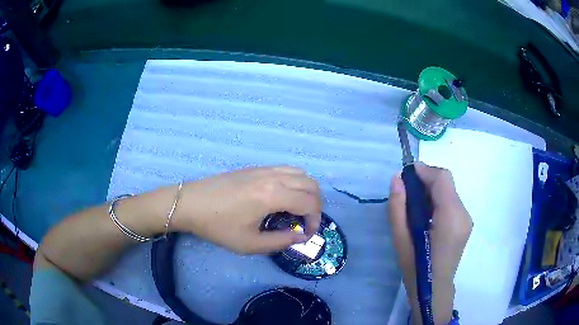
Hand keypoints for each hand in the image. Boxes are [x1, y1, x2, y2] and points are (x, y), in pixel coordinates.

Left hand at [171, 166, 321, 253]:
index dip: (316, 220)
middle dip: (316, 204)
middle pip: (310, 184)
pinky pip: (285, 169)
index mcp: (273, 195)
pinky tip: (281, 196)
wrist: (191, 203)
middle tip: (306, 222)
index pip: (310, 202)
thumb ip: (280, 242)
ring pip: (300, 172)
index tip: (307, 233)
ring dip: (306, 190)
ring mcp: (264, 169)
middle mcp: (273, 177)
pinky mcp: (255, 168)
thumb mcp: (249, 244)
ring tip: (297, 208)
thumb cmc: (218, 226)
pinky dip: (294, 181)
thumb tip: (300, 237)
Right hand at [388, 163, 472, 324]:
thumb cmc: (416, 268)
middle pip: (446, 183)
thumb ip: (398, 207)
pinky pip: (451, 202)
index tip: (406, 175)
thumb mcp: (401, 239)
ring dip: (431, 192)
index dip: (424, 171)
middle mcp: (463, 214)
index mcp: (451, 217)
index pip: (442, 178)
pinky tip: (426, 217)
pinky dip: (437, 201)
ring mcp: (467, 219)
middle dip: (426, 181)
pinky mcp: (465, 224)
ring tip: (414, 207)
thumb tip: (397, 178)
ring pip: (449, 191)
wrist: (434, 290)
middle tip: (407, 193)